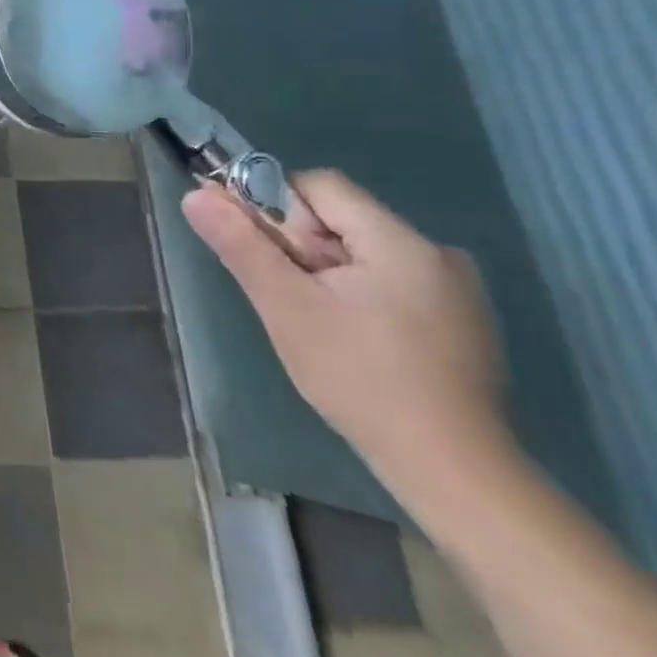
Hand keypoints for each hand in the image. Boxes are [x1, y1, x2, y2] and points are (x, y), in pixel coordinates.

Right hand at [182, 170, 508, 499]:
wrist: (451, 471)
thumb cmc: (360, 379)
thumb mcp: (286, 307)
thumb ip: (241, 245)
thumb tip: (196, 195)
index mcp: (400, 241)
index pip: (320, 186)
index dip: (279, 209)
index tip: (266, 255)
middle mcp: (436, 253)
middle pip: (341, 218)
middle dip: (300, 247)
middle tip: (288, 297)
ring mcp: (455, 290)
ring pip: (361, 252)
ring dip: (324, 273)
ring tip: (317, 324)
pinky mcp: (460, 321)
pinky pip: (388, 280)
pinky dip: (356, 295)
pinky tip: (352, 339)